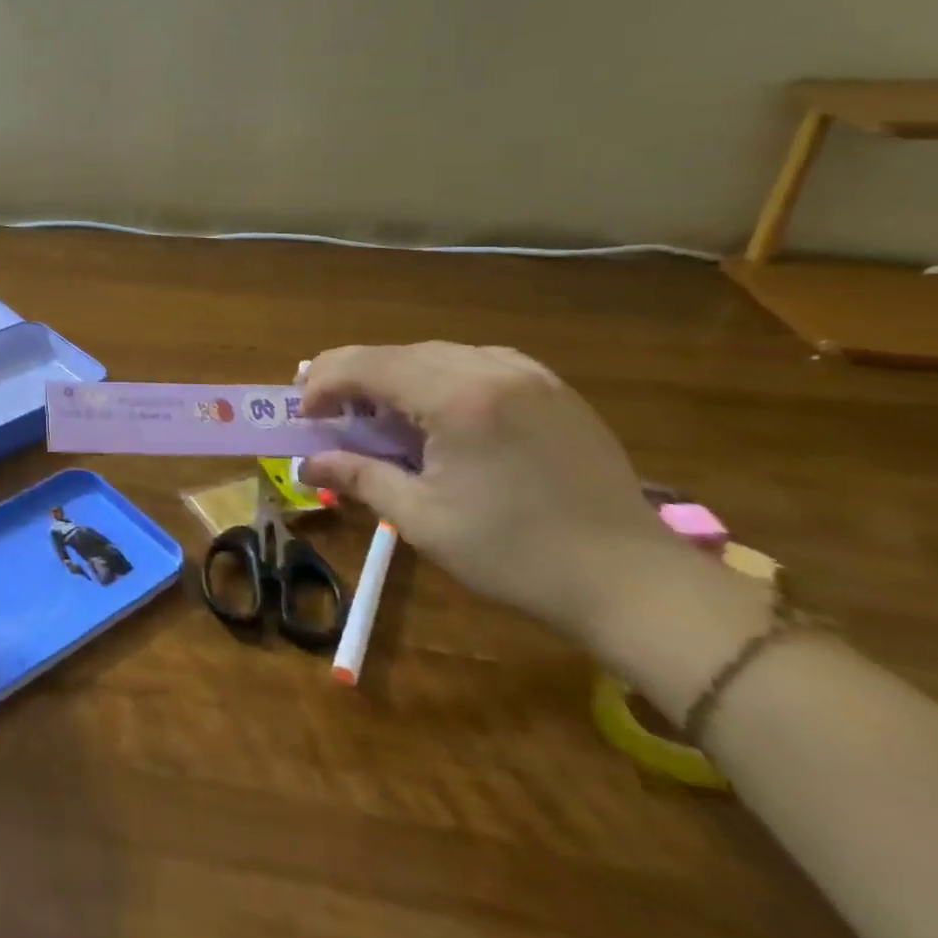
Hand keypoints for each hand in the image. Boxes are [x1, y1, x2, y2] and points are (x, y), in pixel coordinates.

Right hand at [297, 342, 672, 644]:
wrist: (635, 584)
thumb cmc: (516, 556)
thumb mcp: (422, 520)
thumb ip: (358, 477)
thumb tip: (305, 465)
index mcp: (457, 397)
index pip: (367, 366)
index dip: (324, 383)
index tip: (302, 413)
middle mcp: (491, 369)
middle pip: (398, 353)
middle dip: (353, 375)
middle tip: (324, 408)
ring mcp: (529, 375)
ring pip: (436, 354)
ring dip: (394, 375)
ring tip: (373, 409)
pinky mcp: (553, 389)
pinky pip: (477, 363)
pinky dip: (439, 377)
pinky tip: (434, 409)